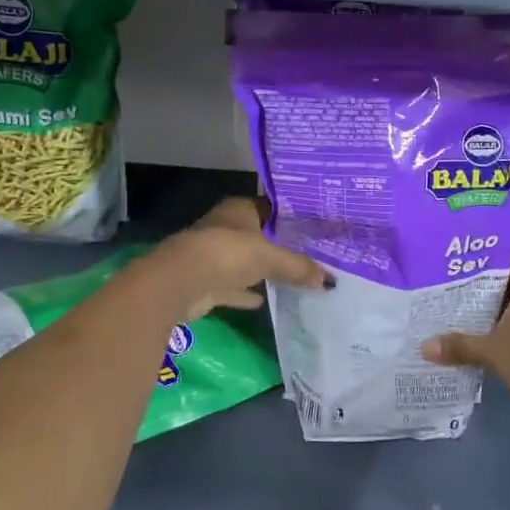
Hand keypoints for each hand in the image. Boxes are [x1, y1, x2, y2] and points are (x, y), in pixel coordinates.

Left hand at [153, 196, 329, 321]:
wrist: (180, 282)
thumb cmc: (227, 253)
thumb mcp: (270, 257)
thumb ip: (299, 267)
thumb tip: (330, 280)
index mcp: (240, 209)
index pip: (271, 207)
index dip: (291, 217)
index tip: (315, 228)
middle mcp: (226, 227)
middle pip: (259, 235)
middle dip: (279, 245)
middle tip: (311, 255)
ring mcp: (214, 254)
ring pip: (245, 261)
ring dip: (262, 270)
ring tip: (294, 278)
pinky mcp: (206, 281)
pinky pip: (233, 286)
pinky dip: (246, 293)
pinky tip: (264, 301)